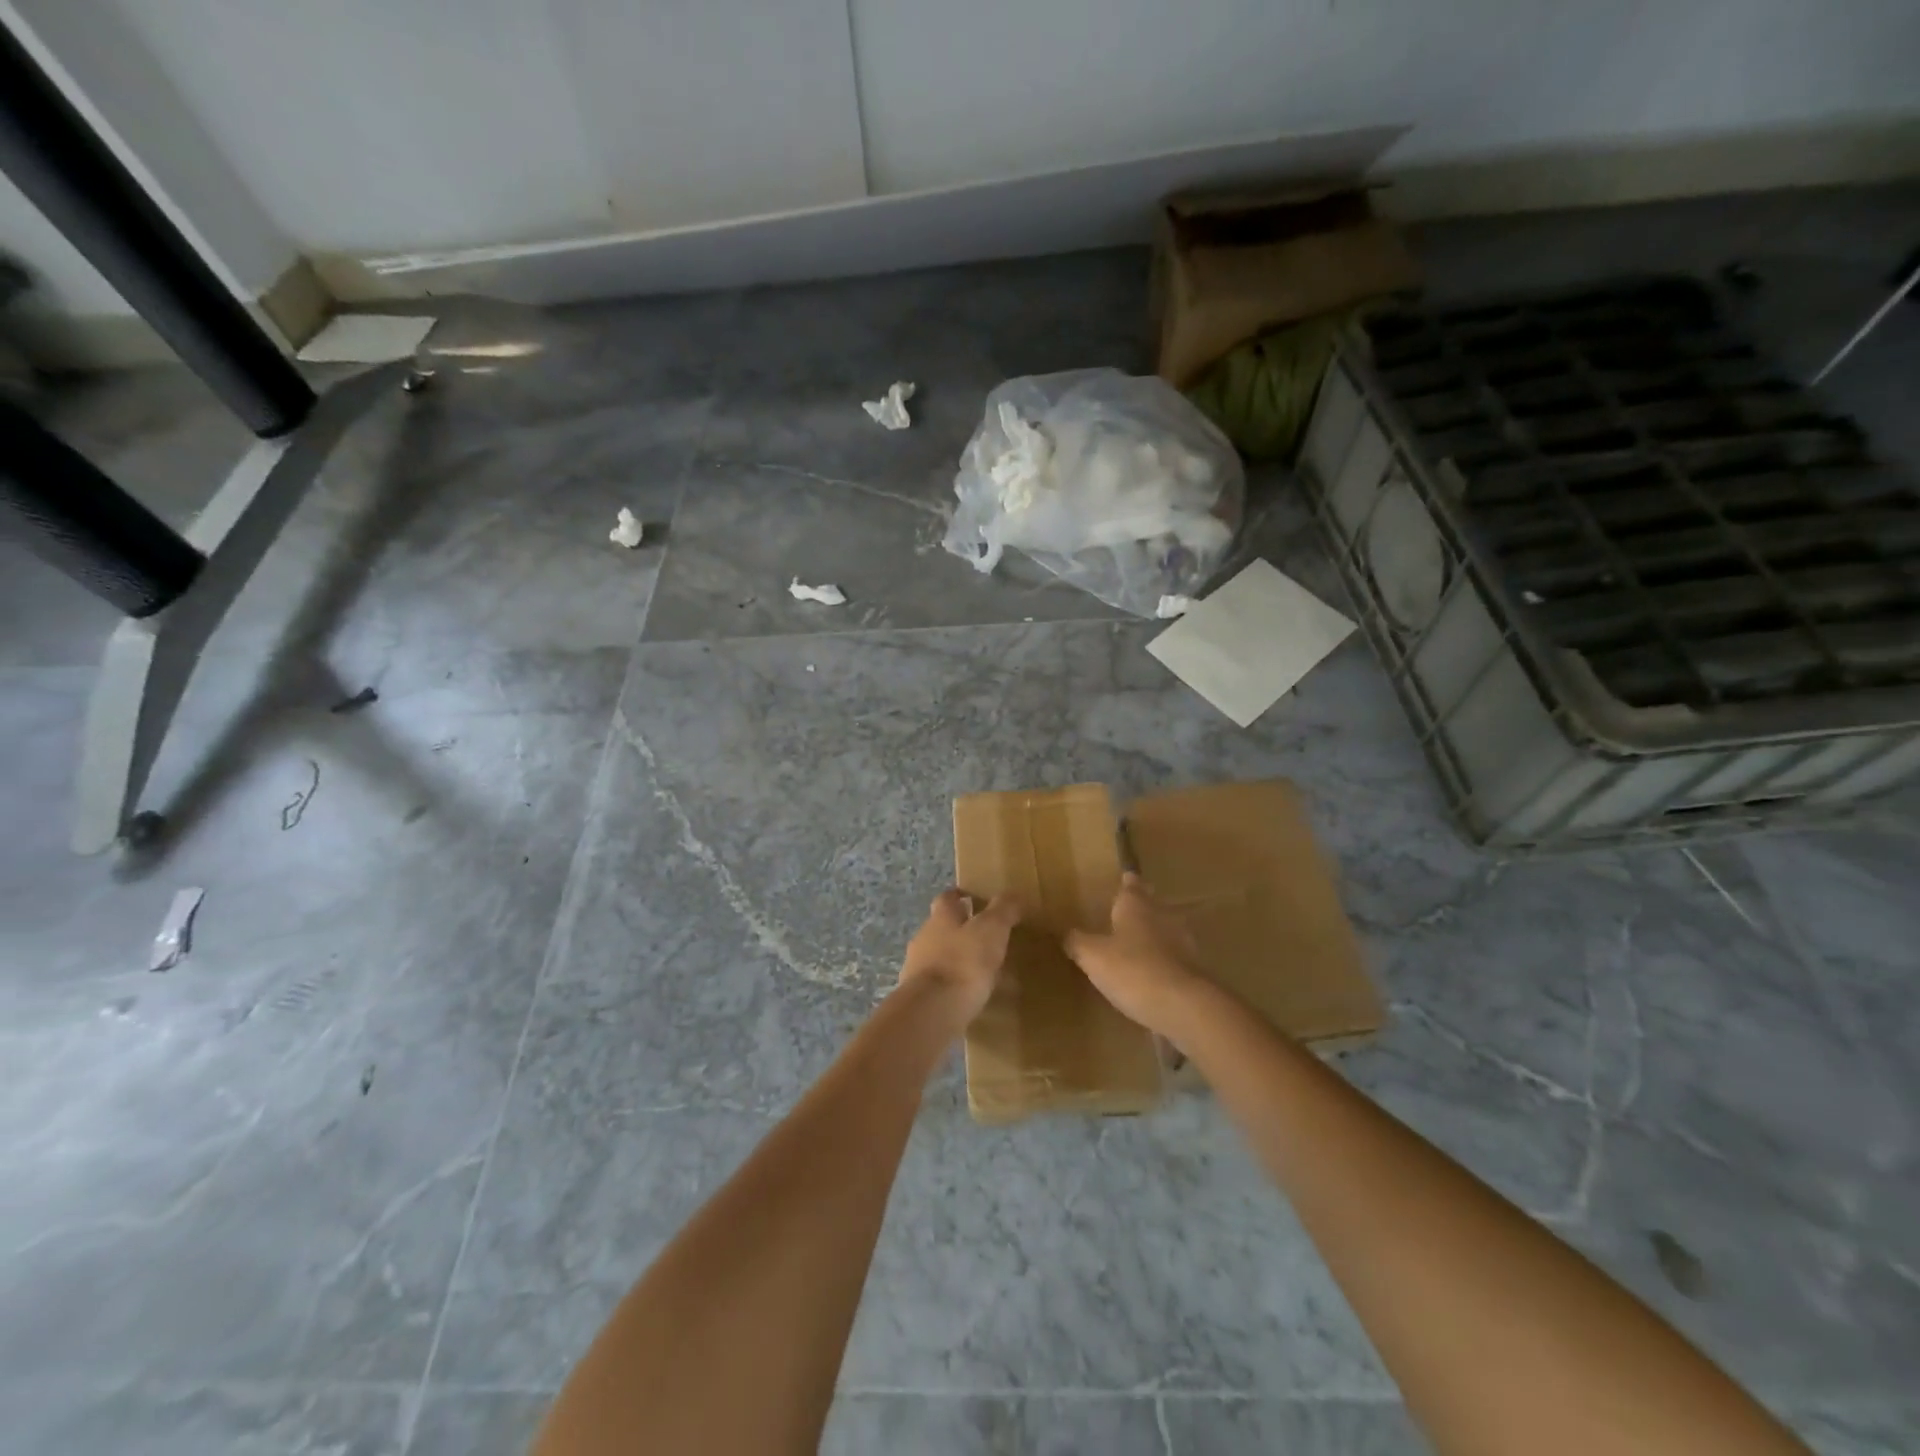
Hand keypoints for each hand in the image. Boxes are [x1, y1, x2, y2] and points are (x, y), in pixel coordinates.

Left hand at [898, 889, 1024, 1025]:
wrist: (932, 1010)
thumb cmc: (963, 962)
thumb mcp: (992, 929)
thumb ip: (1003, 910)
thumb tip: (1013, 894)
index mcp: (941, 917)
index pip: (948, 898)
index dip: (961, 896)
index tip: (975, 899)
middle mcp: (924, 937)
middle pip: (942, 927)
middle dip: (961, 930)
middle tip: (986, 938)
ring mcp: (917, 968)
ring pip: (940, 956)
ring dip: (958, 960)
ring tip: (984, 972)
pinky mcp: (919, 996)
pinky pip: (940, 984)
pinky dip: (955, 986)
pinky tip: (972, 997)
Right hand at [1064, 872, 1204, 1036]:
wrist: (1184, 1006)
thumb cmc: (1132, 970)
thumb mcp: (1093, 957)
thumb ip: (1078, 942)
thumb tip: (1066, 933)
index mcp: (1136, 906)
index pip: (1131, 886)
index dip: (1127, 883)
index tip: (1125, 878)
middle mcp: (1163, 916)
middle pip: (1152, 905)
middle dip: (1142, 906)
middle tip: (1127, 910)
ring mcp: (1183, 943)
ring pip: (1166, 930)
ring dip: (1154, 934)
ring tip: (1138, 942)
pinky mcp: (1193, 969)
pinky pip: (1174, 958)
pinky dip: (1163, 960)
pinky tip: (1152, 973)